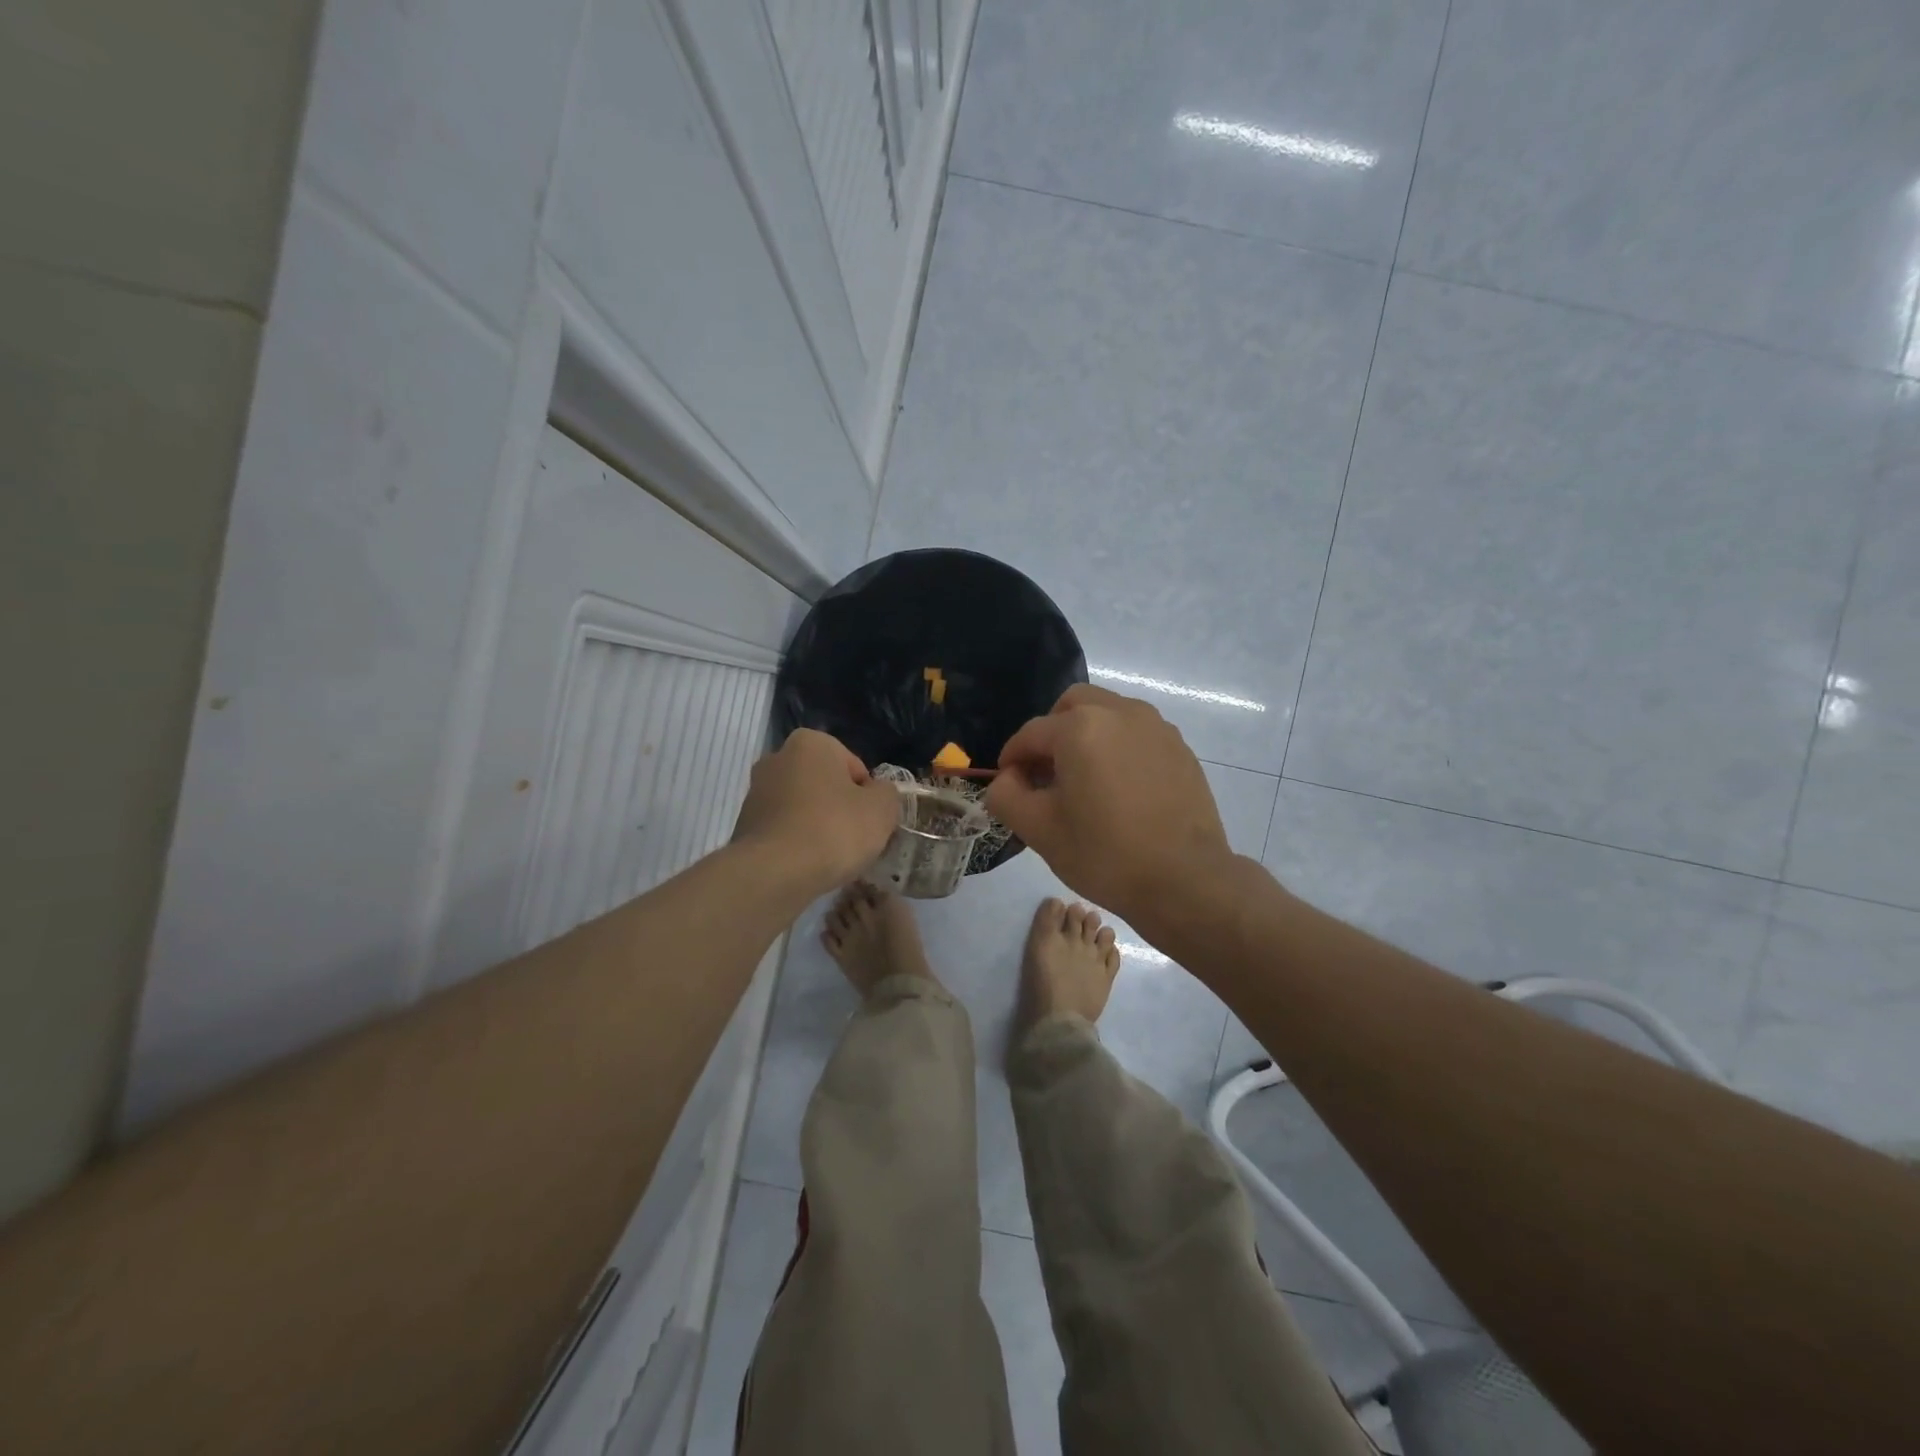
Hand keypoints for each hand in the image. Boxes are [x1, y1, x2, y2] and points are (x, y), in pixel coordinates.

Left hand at [733, 729, 900, 894]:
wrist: (774, 872)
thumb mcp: (882, 809)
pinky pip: (783, 829)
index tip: (870, 822)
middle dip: (839, 807)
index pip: (854, 767)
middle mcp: (777, 757)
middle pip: (824, 784)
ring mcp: (756, 791)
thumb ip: (886, 793)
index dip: (868, 796)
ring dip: (817, 825)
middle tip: (853, 838)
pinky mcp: (744, 824)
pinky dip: (796, 843)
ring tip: (830, 857)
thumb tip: (876, 794)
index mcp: (811, 742)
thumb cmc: (834, 829)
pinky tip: (806, 865)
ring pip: (802, 807)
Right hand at [987, 685, 1233, 932]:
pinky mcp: (1180, 747)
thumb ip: (1006, 795)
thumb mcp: (1039, 830)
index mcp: (1080, 727)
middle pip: (1072, 706)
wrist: (1186, 880)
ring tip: (1084, 779)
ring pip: (1108, 713)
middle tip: (1046, 773)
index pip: (1031, 734)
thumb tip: (1008, 778)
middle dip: (1052, 733)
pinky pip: (1137, 733)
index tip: (1008, 783)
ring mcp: (1156, 727)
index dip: (1012, 758)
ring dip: (1087, 735)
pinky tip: (1120, 788)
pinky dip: (1118, 747)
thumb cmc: (1105, 854)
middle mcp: (1120, 712)